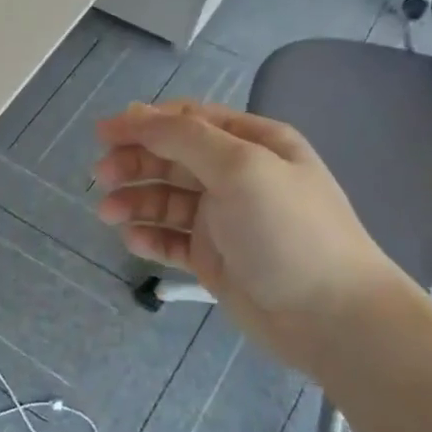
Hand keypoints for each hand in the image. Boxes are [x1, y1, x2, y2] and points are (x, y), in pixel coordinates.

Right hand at [93, 101, 413, 377]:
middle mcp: (237, 176)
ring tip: (108, 214)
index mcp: (253, 144)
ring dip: (134, 201)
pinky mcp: (212, 258)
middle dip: (134, 163)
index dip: (143, 123)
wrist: (330, 317)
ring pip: (165, 199)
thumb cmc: (287, 231)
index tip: (102, 134)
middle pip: (171, 158)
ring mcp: (224, 219)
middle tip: (101, 177)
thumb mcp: (239, 167)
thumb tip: (132, 113)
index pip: (188, 121)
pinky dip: (149, 236)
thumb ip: (183, 137)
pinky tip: (133, 241)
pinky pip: (170, 239)